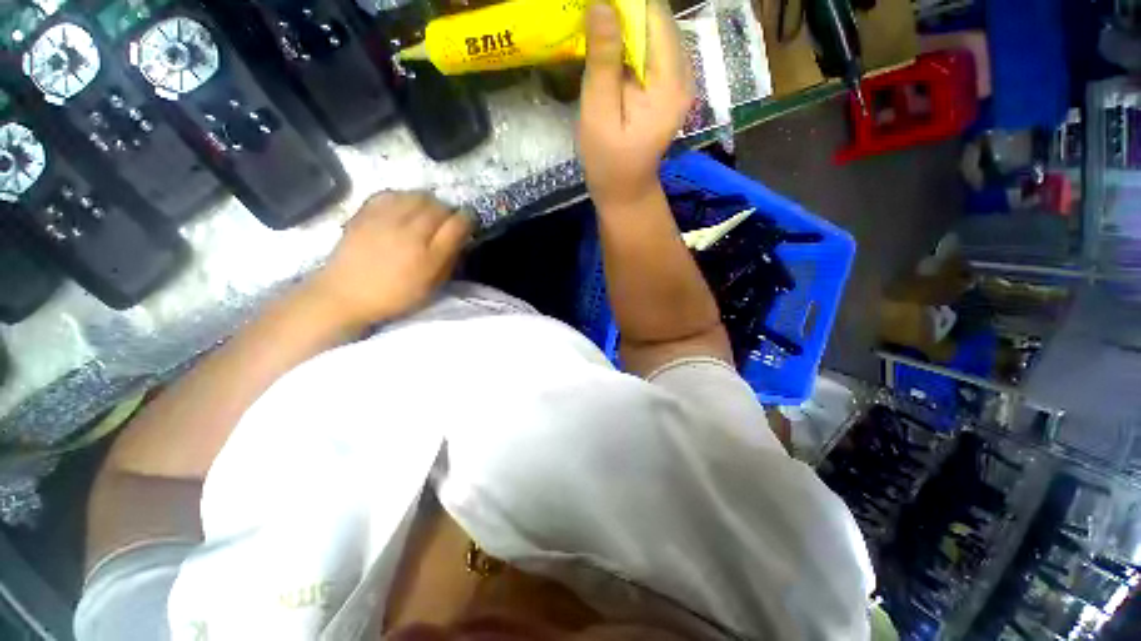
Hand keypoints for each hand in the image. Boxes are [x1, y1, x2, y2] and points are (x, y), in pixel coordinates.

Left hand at [309, 192, 471, 325]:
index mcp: (429, 256)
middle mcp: (410, 232)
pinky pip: (393, 194)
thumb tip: (459, 240)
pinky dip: (404, 198)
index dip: (468, 219)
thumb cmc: (394, 296)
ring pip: (418, 196)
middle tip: (446, 221)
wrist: (345, 294)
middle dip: (448, 211)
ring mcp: (386, 220)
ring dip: (429, 202)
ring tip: (426, 213)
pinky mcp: (367, 212)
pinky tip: (403, 208)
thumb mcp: (431, 287)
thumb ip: (448, 261)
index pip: (457, 224)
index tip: (468, 222)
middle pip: (439, 206)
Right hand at [577, 0, 693, 208]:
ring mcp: (679, 83)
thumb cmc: (609, 162)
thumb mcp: (599, 115)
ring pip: (655, 35)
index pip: (655, 17)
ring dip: (626, 29)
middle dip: (625, 14)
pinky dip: (631, 46)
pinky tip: (610, 56)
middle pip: (658, 22)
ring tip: (598, 38)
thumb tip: (602, 4)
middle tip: (593, 21)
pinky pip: (653, 53)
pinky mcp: (669, 90)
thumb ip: (603, 61)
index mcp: (670, 83)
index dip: (626, 4)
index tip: (596, 8)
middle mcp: (684, 76)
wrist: (625, 192)